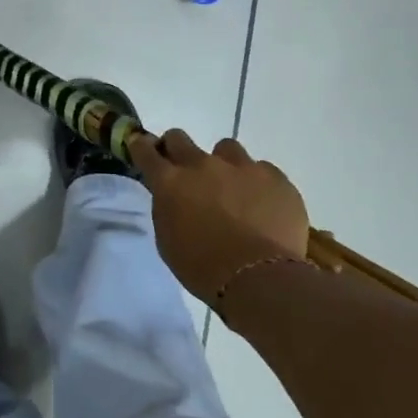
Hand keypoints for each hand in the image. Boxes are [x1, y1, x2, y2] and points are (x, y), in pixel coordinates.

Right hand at [129, 130, 308, 303]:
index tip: (143, 148)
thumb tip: (175, 198)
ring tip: (233, 189)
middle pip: (180, 138)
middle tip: (184, 169)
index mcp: (170, 182)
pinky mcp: (275, 178)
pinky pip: (262, 170)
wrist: (259, 279)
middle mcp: (202, 165)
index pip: (146, 151)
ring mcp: (241, 167)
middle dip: (176, 149)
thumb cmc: (203, 268)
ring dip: (223, 164)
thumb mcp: (168, 239)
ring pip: (226, 149)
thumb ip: (168, 208)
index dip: (142, 147)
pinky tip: (263, 206)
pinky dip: (258, 184)